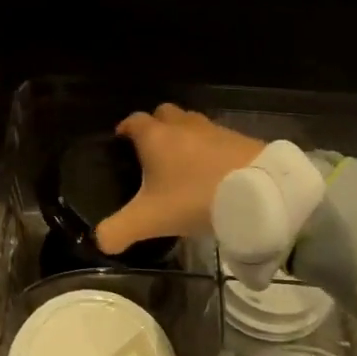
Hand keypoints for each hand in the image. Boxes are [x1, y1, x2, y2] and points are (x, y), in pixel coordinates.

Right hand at [95, 104, 264, 254]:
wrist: (257, 191)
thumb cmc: (195, 198)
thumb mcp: (151, 220)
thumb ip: (119, 230)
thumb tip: (99, 241)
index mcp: (155, 137)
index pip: (133, 121)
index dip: (125, 129)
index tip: (120, 141)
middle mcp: (182, 125)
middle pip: (163, 114)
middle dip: (155, 126)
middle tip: (152, 151)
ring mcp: (212, 129)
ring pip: (190, 123)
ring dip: (183, 136)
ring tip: (182, 161)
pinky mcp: (238, 139)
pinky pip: (215, 137)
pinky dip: (208, 148)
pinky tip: (211, 170)